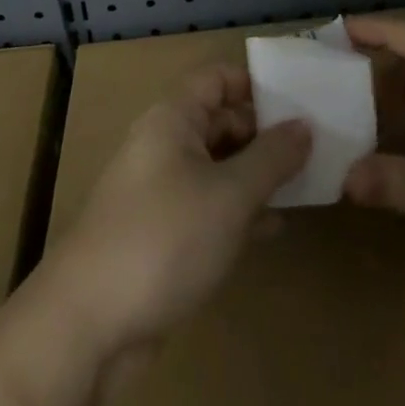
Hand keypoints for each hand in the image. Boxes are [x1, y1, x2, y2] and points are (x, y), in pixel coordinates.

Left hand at [47, 64, 311, 364]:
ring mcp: (160, 191)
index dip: (257, 84)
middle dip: (265, 133)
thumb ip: (272, 157)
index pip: (218, 78)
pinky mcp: (161, 233)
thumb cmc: (164, 240)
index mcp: (172, 118)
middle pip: (220, 120)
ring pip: (218, 166)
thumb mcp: (230, 195)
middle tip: (317, 148)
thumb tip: (305, 125)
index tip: (302, 102)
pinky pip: (208, 206)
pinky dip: (239, 211)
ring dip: (257, 174)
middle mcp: (164, 145)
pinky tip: (273, 228)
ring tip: (306, 185)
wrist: (87, 327)